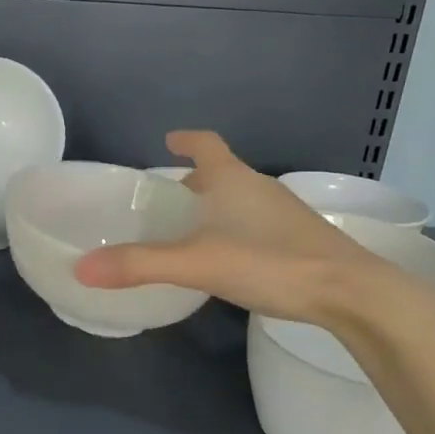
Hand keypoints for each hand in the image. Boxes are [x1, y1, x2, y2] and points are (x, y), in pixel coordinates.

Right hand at [75, 130, 401, 324]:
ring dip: (217, 205)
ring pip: (242, 199)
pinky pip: (258, 222)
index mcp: (234, 180)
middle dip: (196, 179)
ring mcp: (286, 214)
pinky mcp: (302, 240)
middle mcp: (260, 188)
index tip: (169, 139)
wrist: (353, 294)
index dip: (186, 140)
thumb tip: (81, 268)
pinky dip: (236, 228)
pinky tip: (230, 258)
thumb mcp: (197, 264)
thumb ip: (140, 265)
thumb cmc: (271, 263)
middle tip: (169, 198)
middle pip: (223, 172)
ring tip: (193, 229)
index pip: (206, 145)